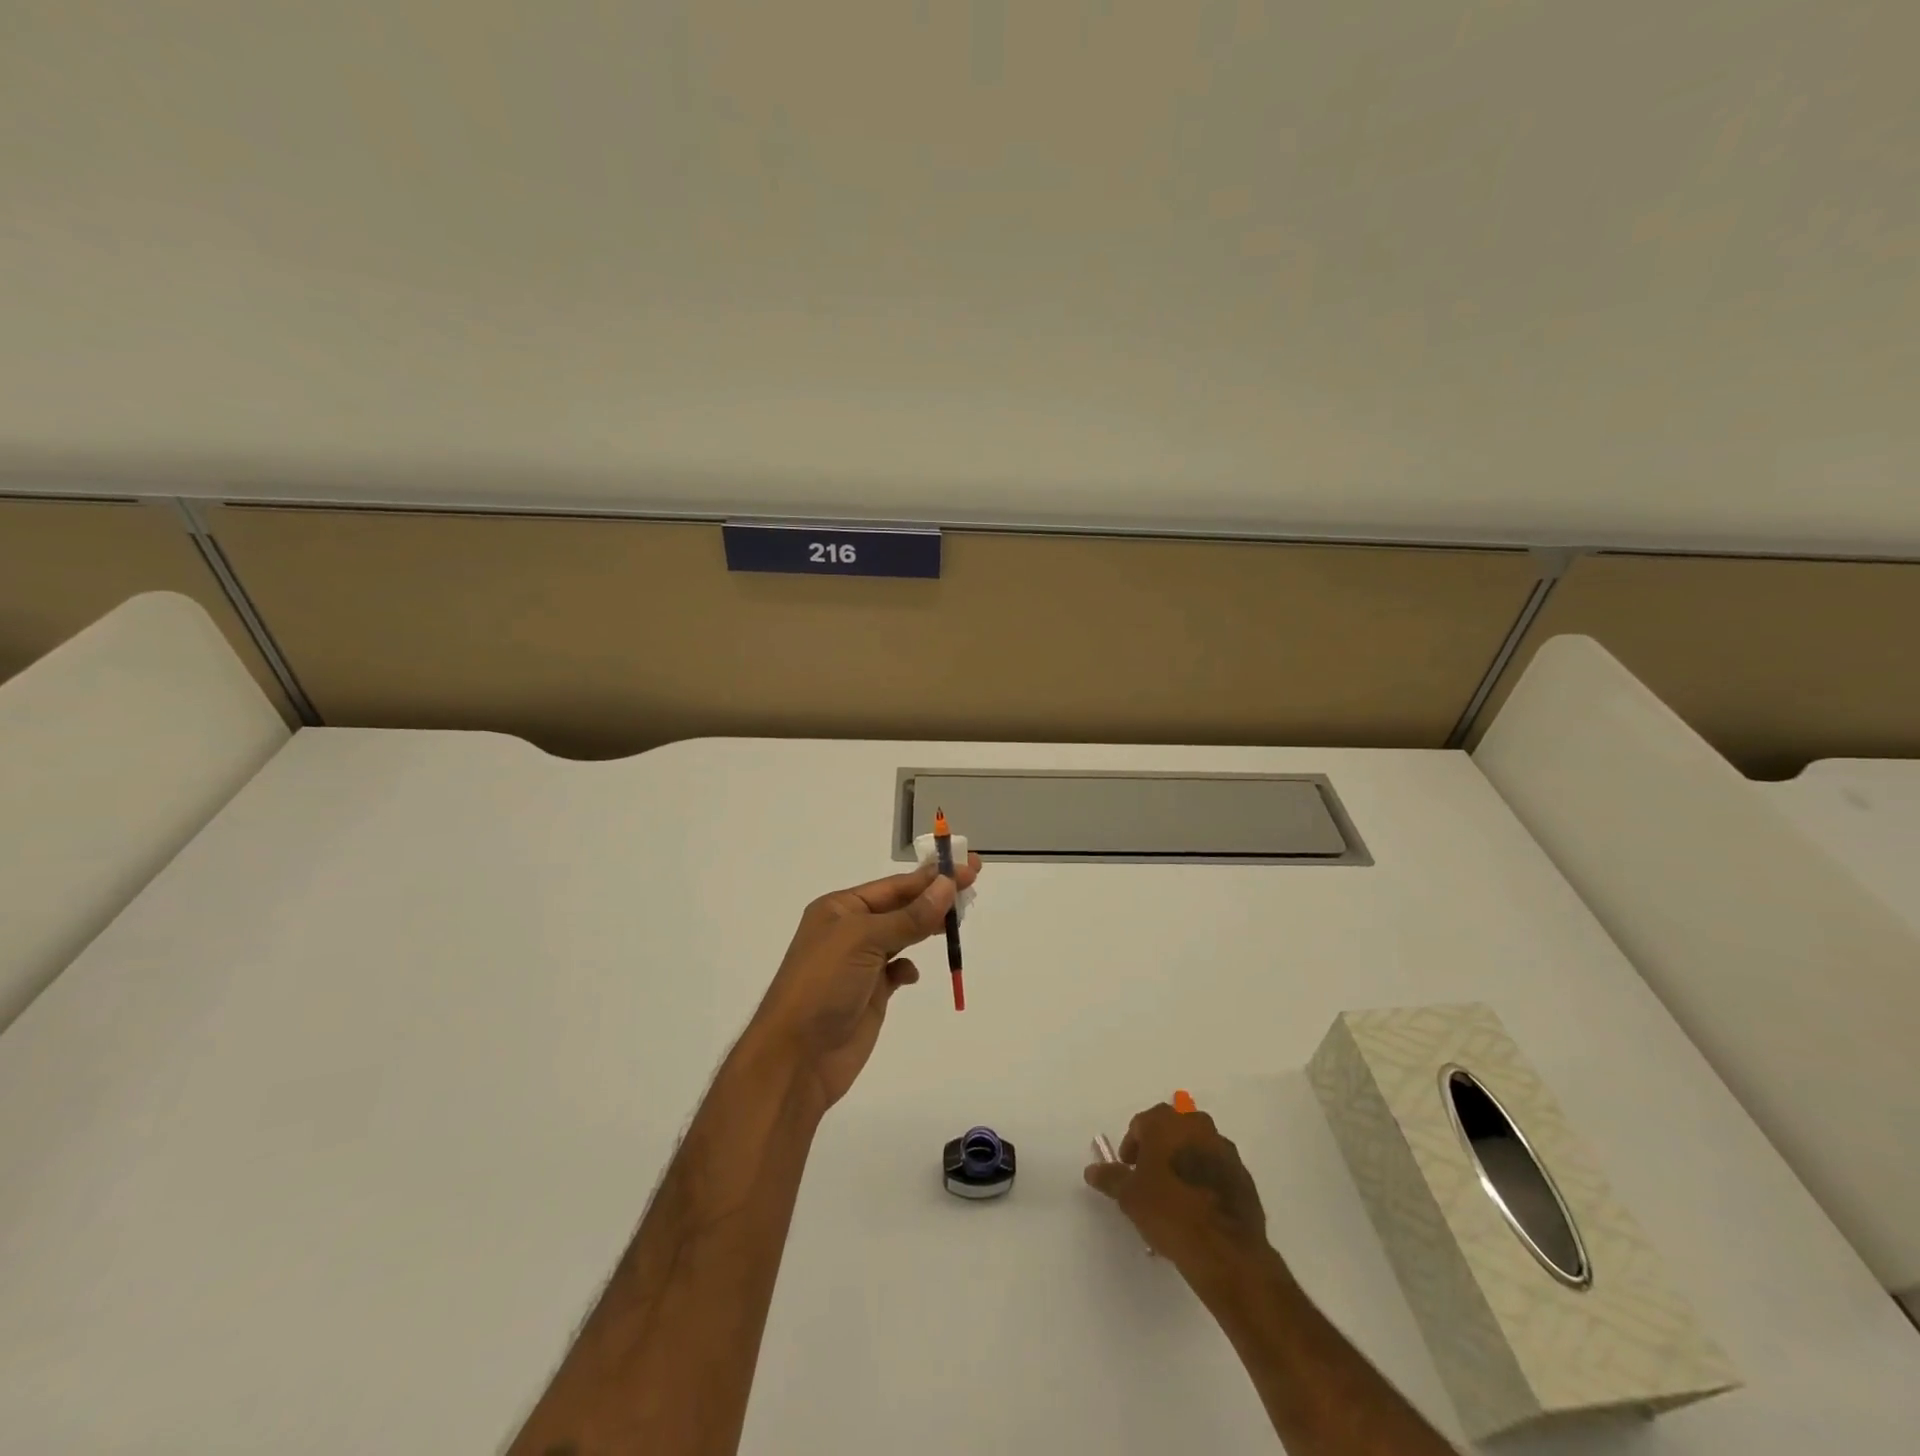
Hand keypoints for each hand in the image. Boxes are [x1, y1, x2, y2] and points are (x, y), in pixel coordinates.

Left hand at [750, 856, 980, 1112]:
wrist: (796, 1057)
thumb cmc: (823, 985)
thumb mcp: (864, 940)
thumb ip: (909, 916)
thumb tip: (946, 885)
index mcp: (840, 908)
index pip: (895, 886)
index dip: (931, 877)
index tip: (968, 868)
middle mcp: (849, 931)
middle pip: (901, 906)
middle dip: (934, 896)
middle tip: (973, 883)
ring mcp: (860, 964)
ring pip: (902, 935)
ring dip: (927, 926)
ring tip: (959, 919)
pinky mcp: (870, 994)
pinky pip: (897, 970)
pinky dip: (909, 967)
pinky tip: (913, 974)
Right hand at [1084, 1102, 1272, 1280]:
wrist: (1225, 1249)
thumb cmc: (1169, 1212)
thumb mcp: (1130, 1196)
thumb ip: (1110, 1177)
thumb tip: (1092, 1170)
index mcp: (1166, 1122)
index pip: (1140, 1125)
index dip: (1131, 1147)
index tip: (1129, 1171)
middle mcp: (1196, 1125)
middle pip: (1171, 1131)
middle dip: (1159, 1150)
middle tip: (1151, 1181)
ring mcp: (1224, 1148)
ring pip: (1196, 1148)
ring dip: (1184, 1163)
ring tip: (1176, 1197)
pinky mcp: (1243, 1174)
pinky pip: (1217, 1169)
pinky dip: (1206, 1179)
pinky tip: (1200, 1207)